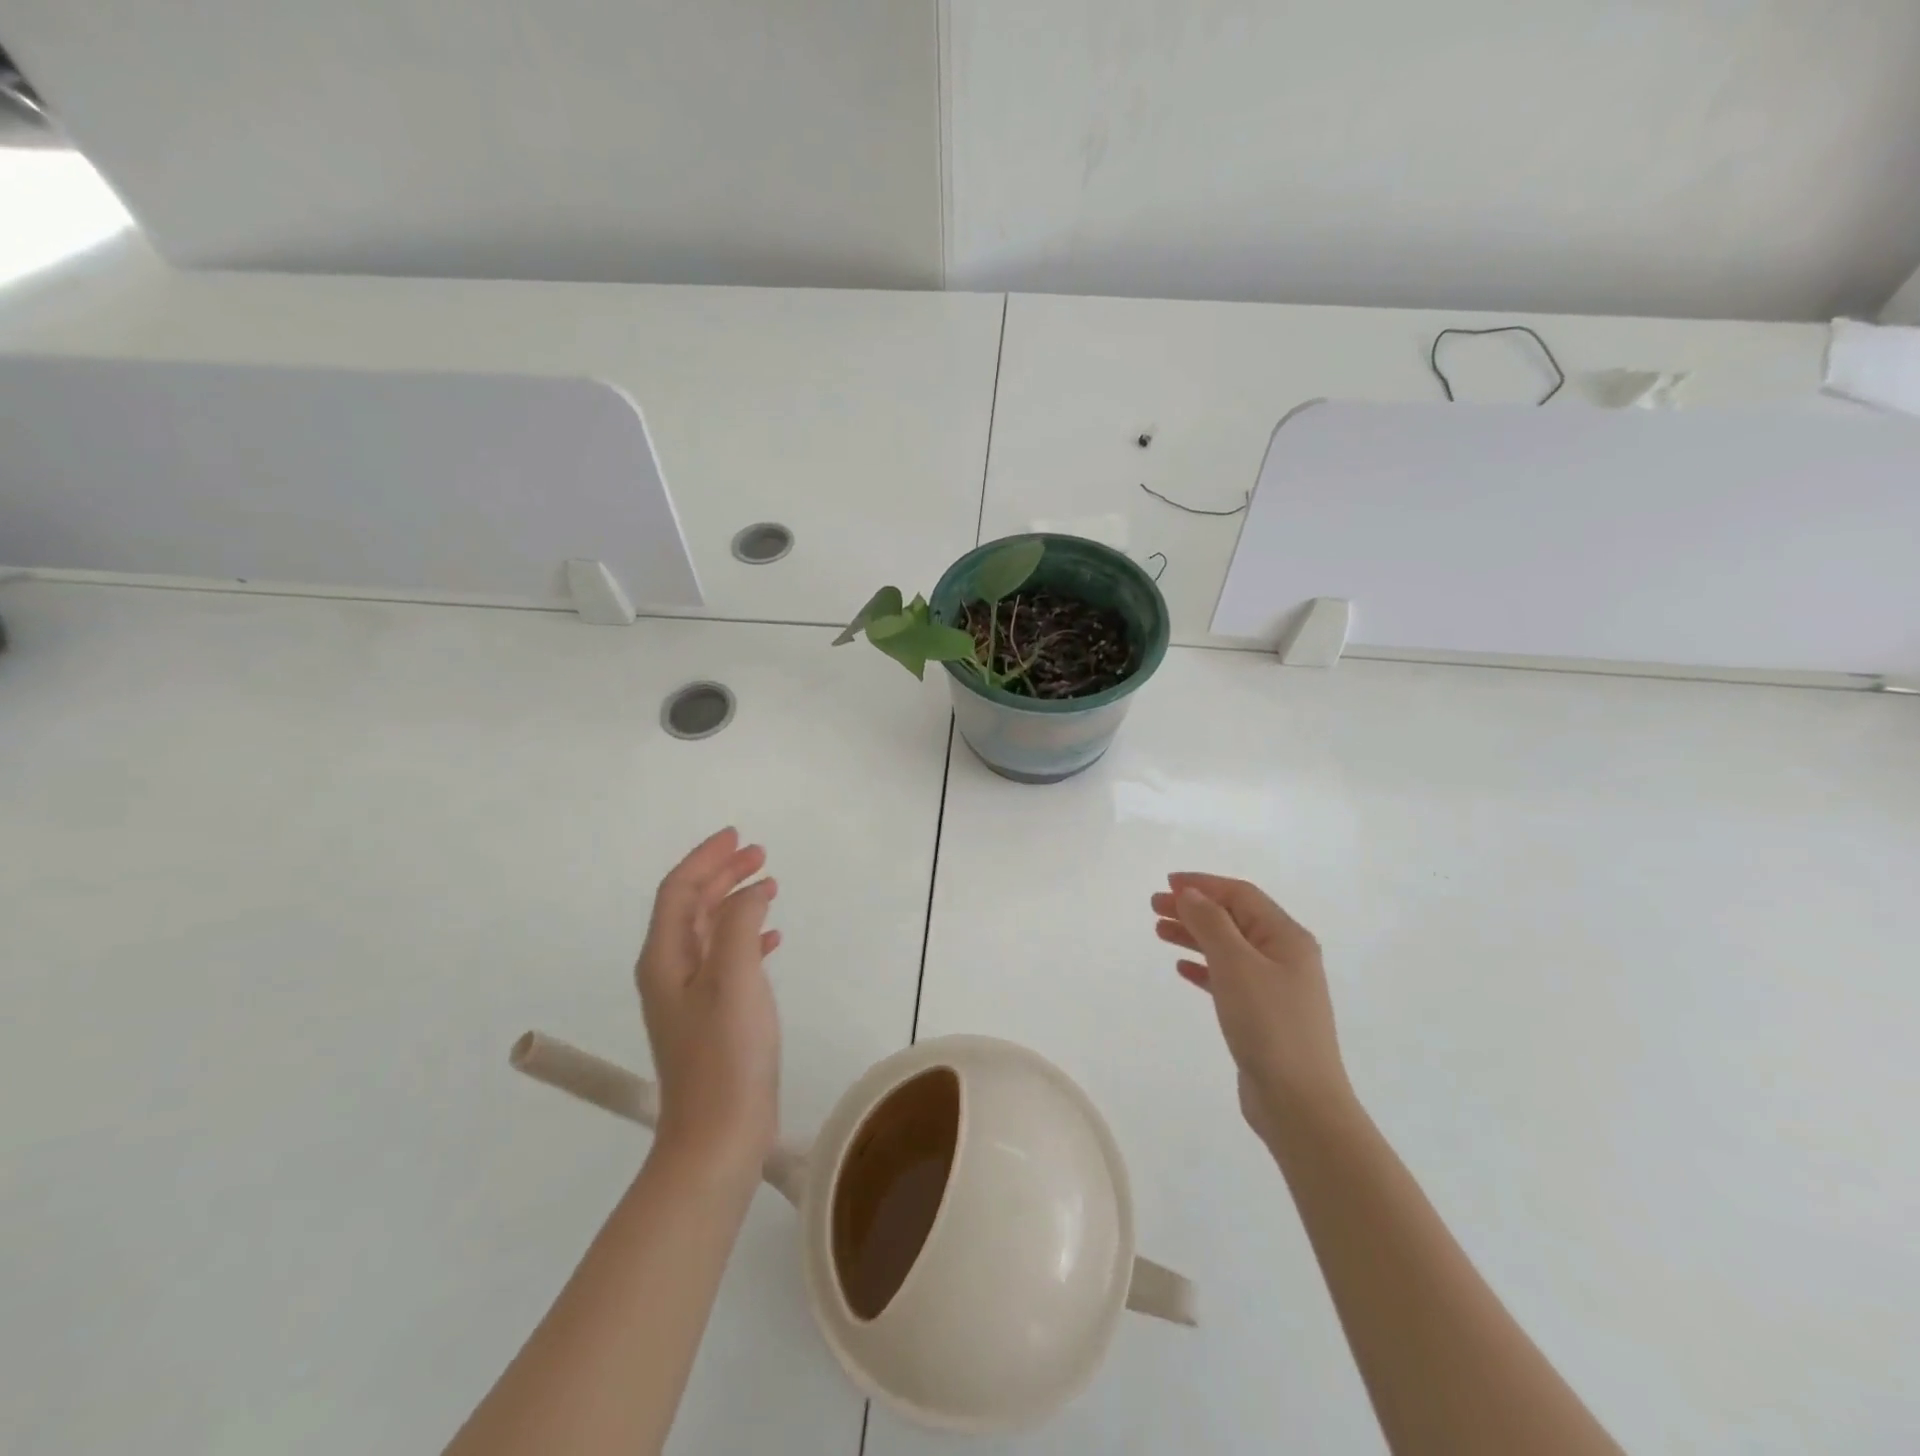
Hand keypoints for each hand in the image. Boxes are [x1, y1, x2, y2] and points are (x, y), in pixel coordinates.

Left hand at [636, 828, 781, 1177]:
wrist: (718, 1136)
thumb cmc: (725, 1053)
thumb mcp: (733, 977)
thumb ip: (738, 923)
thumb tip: (749, 892)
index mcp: (664, 958)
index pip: (679, 891)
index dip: (705, 858)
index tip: (738, 836)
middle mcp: (670, 971)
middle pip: (692, 906)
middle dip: (723, 874)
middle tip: (760, 854)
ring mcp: (690, 996)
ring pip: (711, 930)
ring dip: (736, 902)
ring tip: (769, 884)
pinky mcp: (712, 1016)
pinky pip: (727, 958)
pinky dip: (747, 936)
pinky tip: (771, 938)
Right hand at [1151, 873, 1350, 1146]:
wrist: (1299, 1103)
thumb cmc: (1268, 1024)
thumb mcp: (1236, 964)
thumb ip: (1211, 923)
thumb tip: (1191, 893)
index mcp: (1286, 937)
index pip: (1241, 895)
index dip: (1203, 884)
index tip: (1167, 883)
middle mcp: (1285, 956)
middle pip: (1233, 919)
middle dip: (1194, 908)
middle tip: (1154, 906)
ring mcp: (1276, 987)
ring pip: (1228, 948)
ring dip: (1195, 935)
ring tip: (1159, 932)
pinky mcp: (1263, 1015)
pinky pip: (1229, 978)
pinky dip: (1205, 968)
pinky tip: (1182, 969)